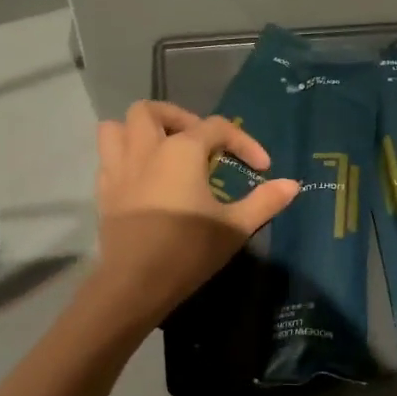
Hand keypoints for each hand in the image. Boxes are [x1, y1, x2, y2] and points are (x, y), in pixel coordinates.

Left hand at [89, 101, 299, 323]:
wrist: (135, 283)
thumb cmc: (188, 250)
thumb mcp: (235, 227)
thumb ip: (265, 201)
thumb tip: (292, 184)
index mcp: (181, 150)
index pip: (217, 127)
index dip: (244, 142)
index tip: (262, 167)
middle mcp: (146, 149)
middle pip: (151, 111)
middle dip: (178, 118)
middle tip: (200, 143)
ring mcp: (119, 169)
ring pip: (116, 128)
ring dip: (138, 131)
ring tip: (163, 150)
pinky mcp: (104, 192)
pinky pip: (108, 158)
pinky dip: (124, 157)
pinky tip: (144, 178)